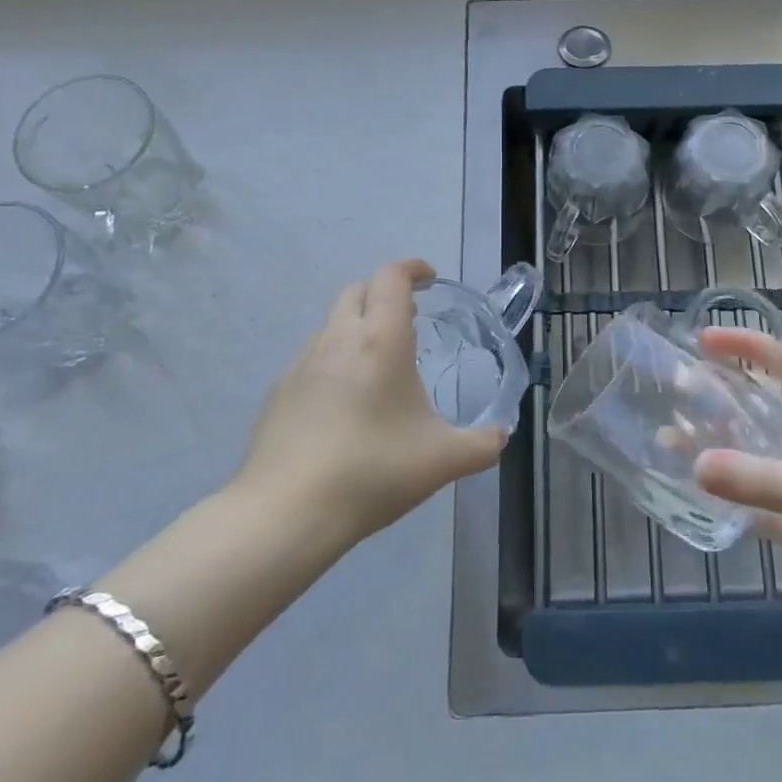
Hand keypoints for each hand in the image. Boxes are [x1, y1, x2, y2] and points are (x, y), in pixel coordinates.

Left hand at [232, 259, 507, 543]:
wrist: (286, 512)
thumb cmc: (373, 472)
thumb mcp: (443, 461)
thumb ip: (483, 444)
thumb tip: (502, 435)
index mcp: (380, 341)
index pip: (391, 278)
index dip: (411, 268)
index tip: (429, 278)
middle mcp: (338, 340)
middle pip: (357, 291)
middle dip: (384, 292)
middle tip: (410, 318)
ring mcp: (301, 365)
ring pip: (331, 324)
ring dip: (358, 326)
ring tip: (379, 364)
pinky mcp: (279, 393)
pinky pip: (312, 358)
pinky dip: (334, 360)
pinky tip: (344, 403)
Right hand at [692, 327, 781, 639]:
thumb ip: (761, 480)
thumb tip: (695, 464)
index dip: (749, 345)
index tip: (705, 340)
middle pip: (766, 404)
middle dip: (725, 392)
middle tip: (680, 388)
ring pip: (755, 452)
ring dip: (719, 443)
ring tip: (673, 435)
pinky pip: (755, 498)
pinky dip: (727, 493)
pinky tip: (694, 489)